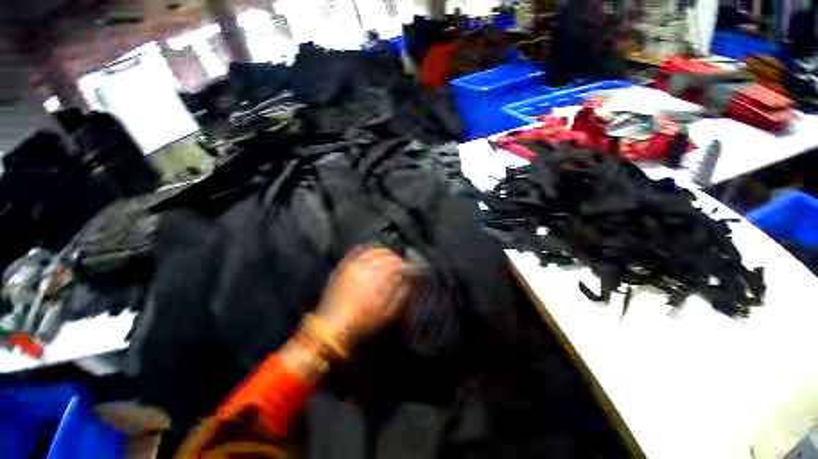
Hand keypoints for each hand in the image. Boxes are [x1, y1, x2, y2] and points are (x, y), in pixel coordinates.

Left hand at [316, 247, 408, 349]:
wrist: (333, 326)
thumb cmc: (361, 324)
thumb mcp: (388, 314)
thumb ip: (401, 295)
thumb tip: (408, 282)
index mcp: (379, 279)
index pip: (400, 265)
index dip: (411, 267)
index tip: (416, 271)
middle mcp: (365, 267)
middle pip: (388, 255)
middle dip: (399, 260)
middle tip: (404, 267)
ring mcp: (352, 265)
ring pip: (373, 250)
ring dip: (385, 253)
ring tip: (390, 260)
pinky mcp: (342, 266)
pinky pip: (357, 251)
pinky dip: (367, 250)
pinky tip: (371, 254)